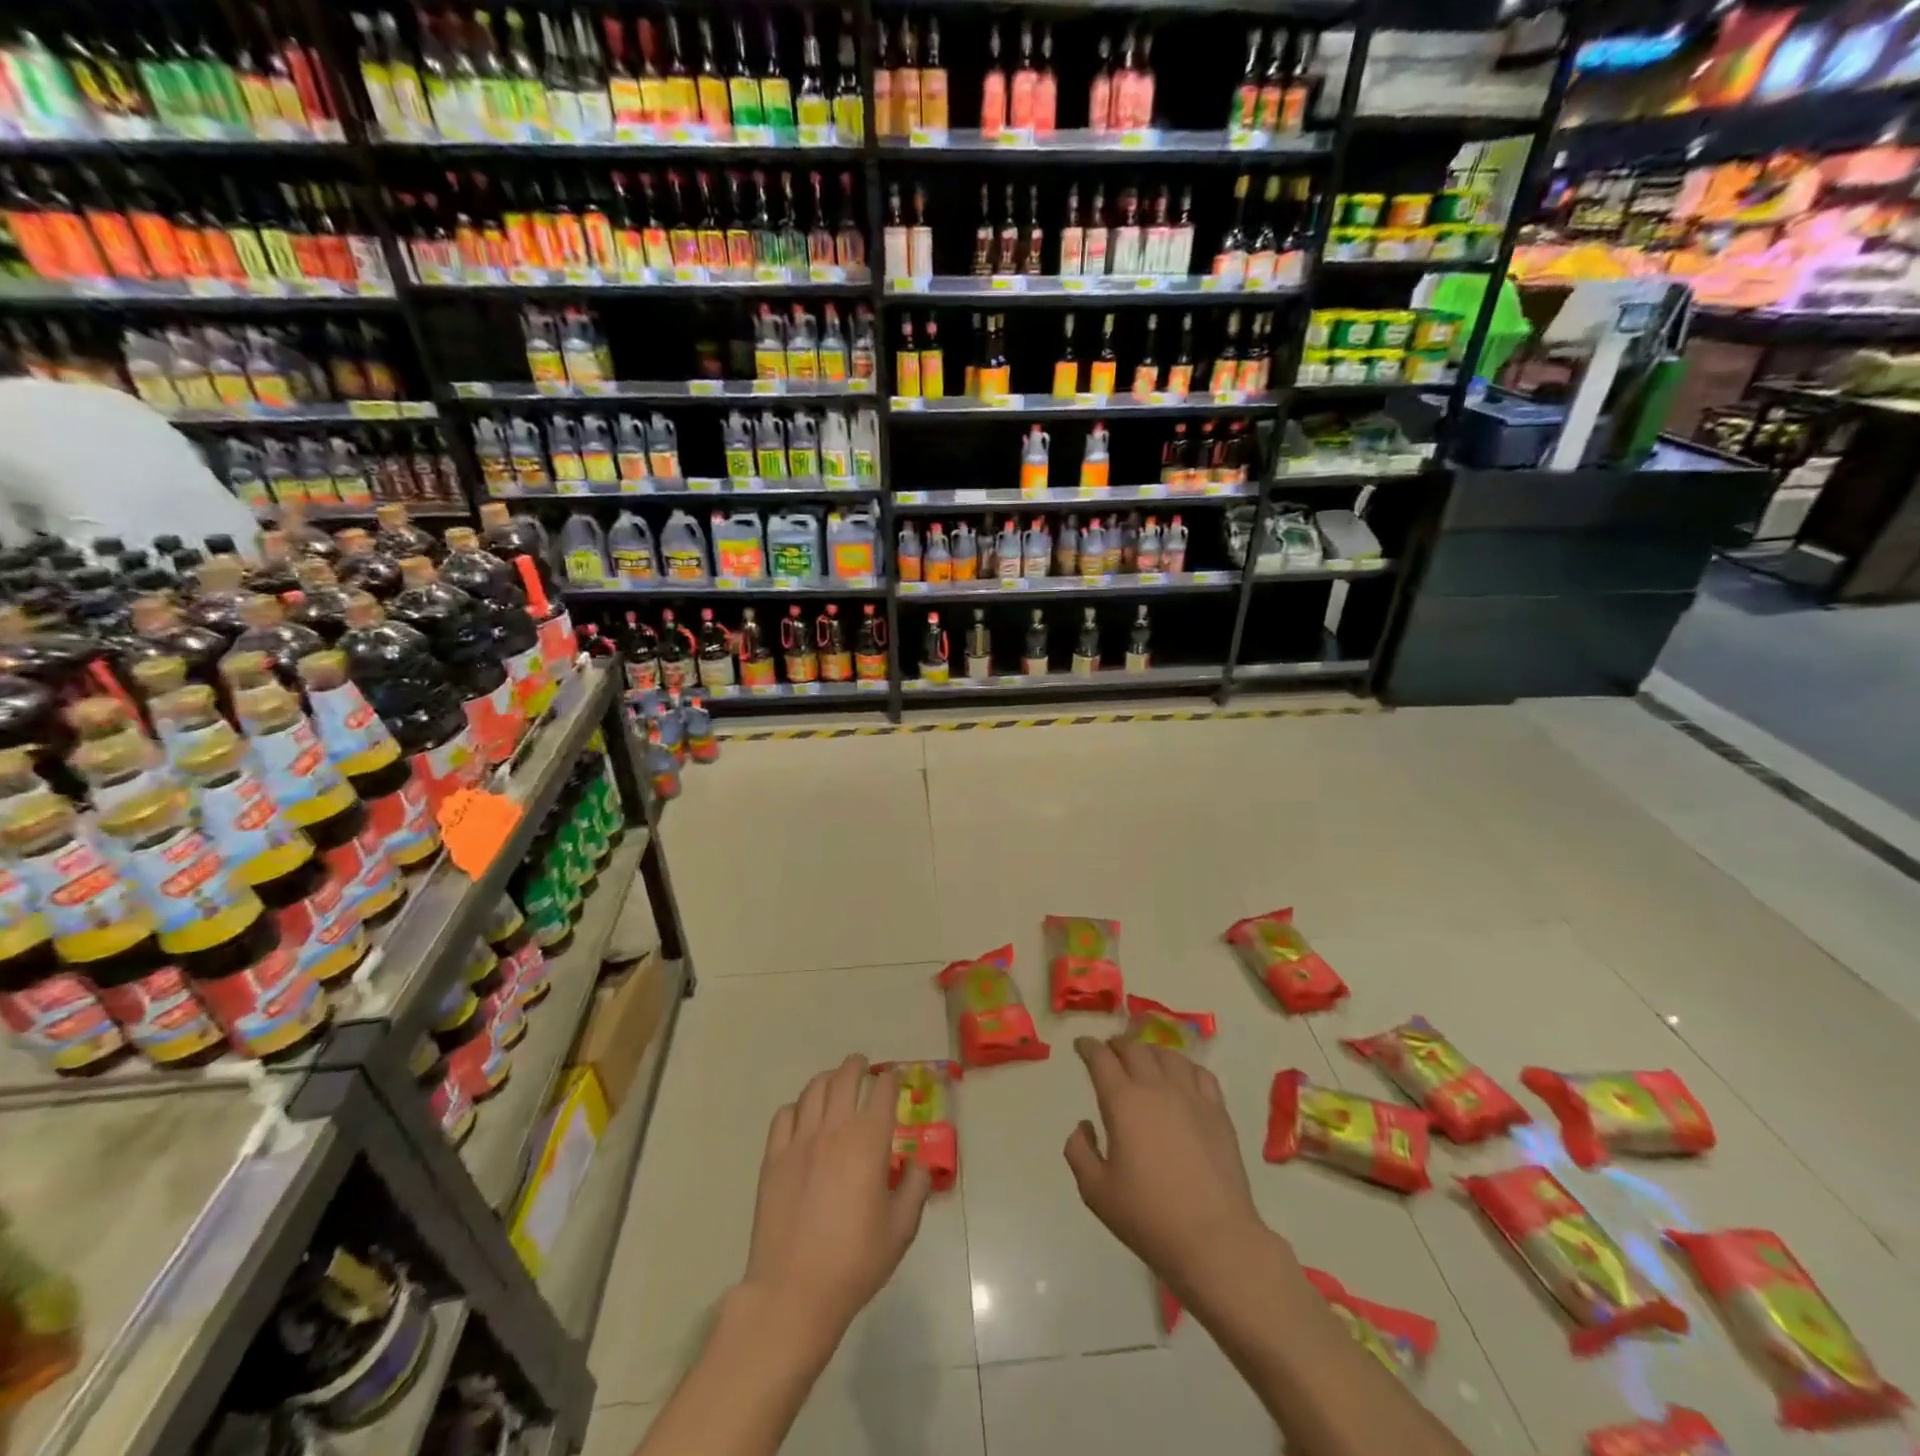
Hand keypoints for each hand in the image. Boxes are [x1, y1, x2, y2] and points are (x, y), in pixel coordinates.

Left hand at [744, 1055, 931, 1342]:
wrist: (794, 1291)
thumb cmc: (855, 1261)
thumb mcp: (901, 1230)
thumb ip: (915, 1188)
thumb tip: (918, 1164)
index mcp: (869, 1140)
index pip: (882, 1091)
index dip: (891, 1080)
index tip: (895, 1081)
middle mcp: (834, 1128)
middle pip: (845, 1077)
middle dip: (858, 1066)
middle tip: (864, 1067)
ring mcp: (799, 1140)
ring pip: (814, 1089)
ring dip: (829, 1079)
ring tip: (835, 1083)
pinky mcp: (773, 1157)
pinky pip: (785, 1115)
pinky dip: (798, 1107)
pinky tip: (803, 1117)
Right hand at [1064, 1036, 1269, 1296]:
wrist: (1214, 1239)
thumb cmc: (1148, 1217)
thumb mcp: (1095, 1192)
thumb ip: (1079, 1151)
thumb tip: (1084, 1125)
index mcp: (1122, 1101)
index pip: (1100, 1058)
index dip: (1088, 1046)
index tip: (1081, 1045)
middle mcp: (1155, 1088)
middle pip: (1134, 1048)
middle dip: (1117, 1044)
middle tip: (1109, 1052)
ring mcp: (1190, 1096)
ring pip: (1167, 1054)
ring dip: (1149, 1051)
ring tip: (1143, 1059)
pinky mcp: (1217, 1111)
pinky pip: (1199, 1072)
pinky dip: (1184, 1065)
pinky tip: (1180, 1076)